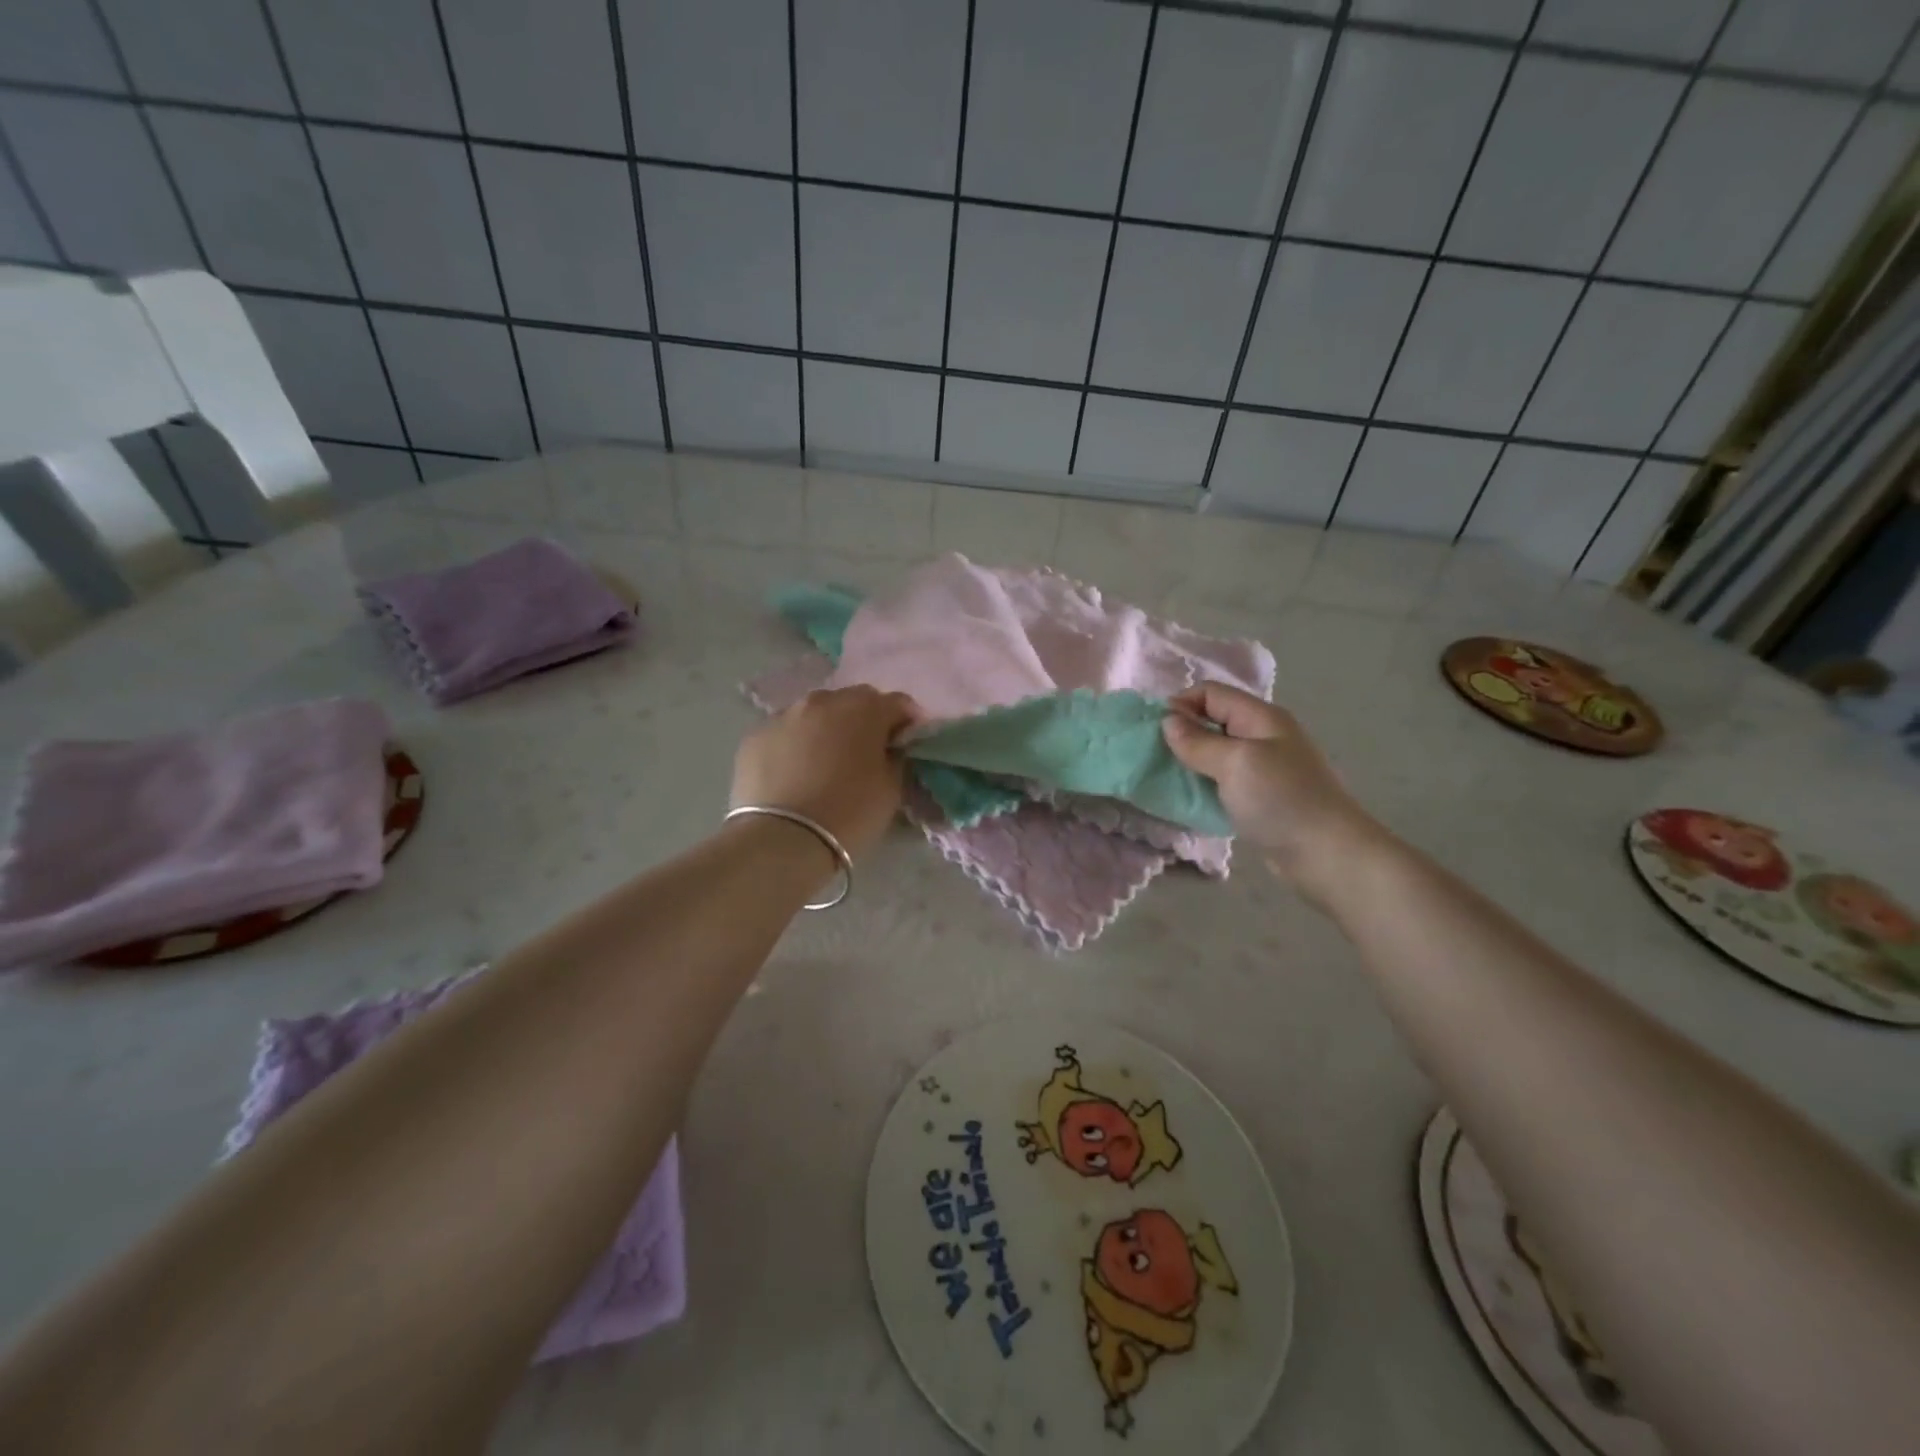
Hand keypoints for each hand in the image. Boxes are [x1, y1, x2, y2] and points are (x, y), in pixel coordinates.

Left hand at [732, 686, 918, 858]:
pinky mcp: (755, 736)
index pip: (897, 703)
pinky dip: (796, 744)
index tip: (907, 742)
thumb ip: (894, 757)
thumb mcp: (891, 788)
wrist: (783, 839)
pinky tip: (796, 772)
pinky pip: (786, 732)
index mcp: (864, 709)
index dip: (907, 721)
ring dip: (827, 728)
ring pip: (815, 713)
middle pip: (854, 700)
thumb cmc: (849, 813)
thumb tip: (889, 747)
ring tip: (827, 760)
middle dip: (865, 719)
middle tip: (867, 750)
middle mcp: (823, 700)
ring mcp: (784, 715)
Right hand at [1162, 682, 1384, 892]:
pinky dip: (1204, 784)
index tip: (1155, 731)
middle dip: (1182, 733)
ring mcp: (1264, 768)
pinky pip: (1224, 780)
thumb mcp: (1234, 763)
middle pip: (1213, 720)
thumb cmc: (1280, 800)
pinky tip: (1190, 798)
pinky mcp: (1261, 797)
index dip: (1180, 704)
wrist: (1327, 855)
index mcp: (1261, 717)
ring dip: (1191, 761)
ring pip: (1216, 752)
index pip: (1211, 692)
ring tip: (1167, 777)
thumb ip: (1198, 741)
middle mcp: (1263, 736)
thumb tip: (1168, 721)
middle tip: (1155, 756)